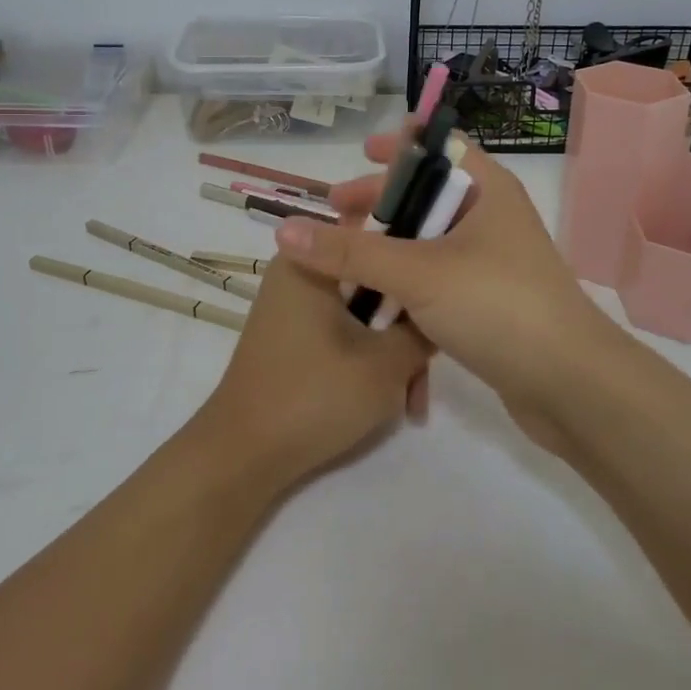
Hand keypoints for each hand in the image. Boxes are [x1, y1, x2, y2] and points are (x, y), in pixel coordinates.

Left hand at [195, 257, 430, 490]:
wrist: (244, 457)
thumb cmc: (314, 396)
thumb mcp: (386, 363)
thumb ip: (423, 329)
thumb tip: (440, 312)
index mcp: (312, 258)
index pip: (377, 232)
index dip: (417, 255)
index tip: (446, 286)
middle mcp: (300, 271)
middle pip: (374, 277)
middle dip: (408, 321)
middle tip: (432, 361)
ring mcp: (295, 305)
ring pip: (363, 310)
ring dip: (393, 347)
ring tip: (413, 398)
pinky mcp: (295, 335)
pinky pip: (345, 329)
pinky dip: (369, 356)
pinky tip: (393, 398)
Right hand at [271, 125, 622, 441]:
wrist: (571, 386)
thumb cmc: (498, 305)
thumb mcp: (417, 272)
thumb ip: (350, 251)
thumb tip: (284, 230)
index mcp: (487, 190)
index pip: (440, 148)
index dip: (401, 146)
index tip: (361, 153)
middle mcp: (491, 218)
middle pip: (427, 195)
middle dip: (381, 201)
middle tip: (335, 211)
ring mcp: (491, 262)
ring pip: (428, 241)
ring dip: (387, 245)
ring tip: (342, 257)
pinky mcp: (487, 302)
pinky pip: (435, 278)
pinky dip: (404, 280)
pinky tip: (372, 296)